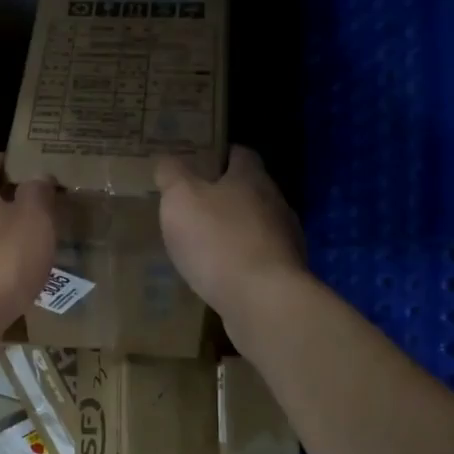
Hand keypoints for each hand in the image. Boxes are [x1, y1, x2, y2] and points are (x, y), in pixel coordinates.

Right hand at [156, 146, 307, 330]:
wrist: (262, 299)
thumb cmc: (217, 240)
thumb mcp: (180, 199)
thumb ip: (172, 175)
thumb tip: (168, 160)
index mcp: (252, 178)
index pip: (240, 154)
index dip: (219, 155)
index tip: (198, 163)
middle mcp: (275, 203)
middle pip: (249, 190)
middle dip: (224, 196)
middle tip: (192, 206)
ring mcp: (285, 240)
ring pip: (254, 226)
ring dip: (232, 231)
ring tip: (202, 244)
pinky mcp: (284, 273)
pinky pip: (257, 258)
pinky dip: (238, 261)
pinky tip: (218, 274)